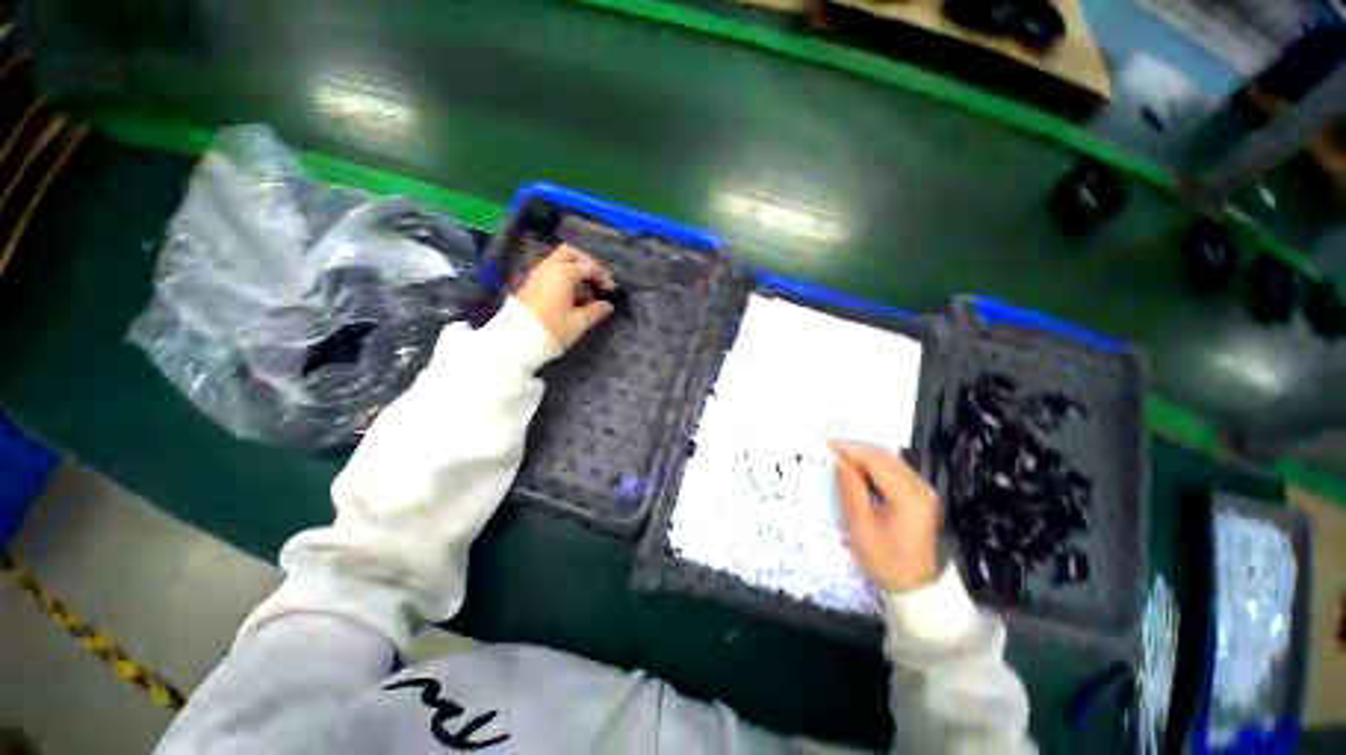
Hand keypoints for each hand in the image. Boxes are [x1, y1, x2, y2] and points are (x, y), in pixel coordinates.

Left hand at [516, 245, 616, 347]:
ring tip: (586, 289)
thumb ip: (595, 310)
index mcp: (564, 273)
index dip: (603, 277)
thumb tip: (607, 305)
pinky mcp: (532, 283)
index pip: (589, 266)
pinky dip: (564, 275)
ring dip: (575, 269)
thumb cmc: (552, 328)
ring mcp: (538, 274)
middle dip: (587, 263)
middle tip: (597, 280)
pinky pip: (551, 270)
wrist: (517, 338)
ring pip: (559, 260)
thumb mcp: (579, 322)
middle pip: (571, 254)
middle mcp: (550, 267)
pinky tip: (571, 293)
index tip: (611, 292)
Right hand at [831, 441, 940, 592]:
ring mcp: (924, 490)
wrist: (917, 588)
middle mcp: (921, 487)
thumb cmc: (885, 560)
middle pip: (886, 457)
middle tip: (832, 449)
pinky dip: (876, 465)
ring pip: (891, 461)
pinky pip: (896, 470)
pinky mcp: (922, 495)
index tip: (827, 445)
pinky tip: (861, 470)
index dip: (851, 449)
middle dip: (858, 449)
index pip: (876, 461)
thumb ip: (851, 489)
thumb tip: (840, 460)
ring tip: (842, 457)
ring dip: (866, 456)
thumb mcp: (860, 527)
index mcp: (908, 497)